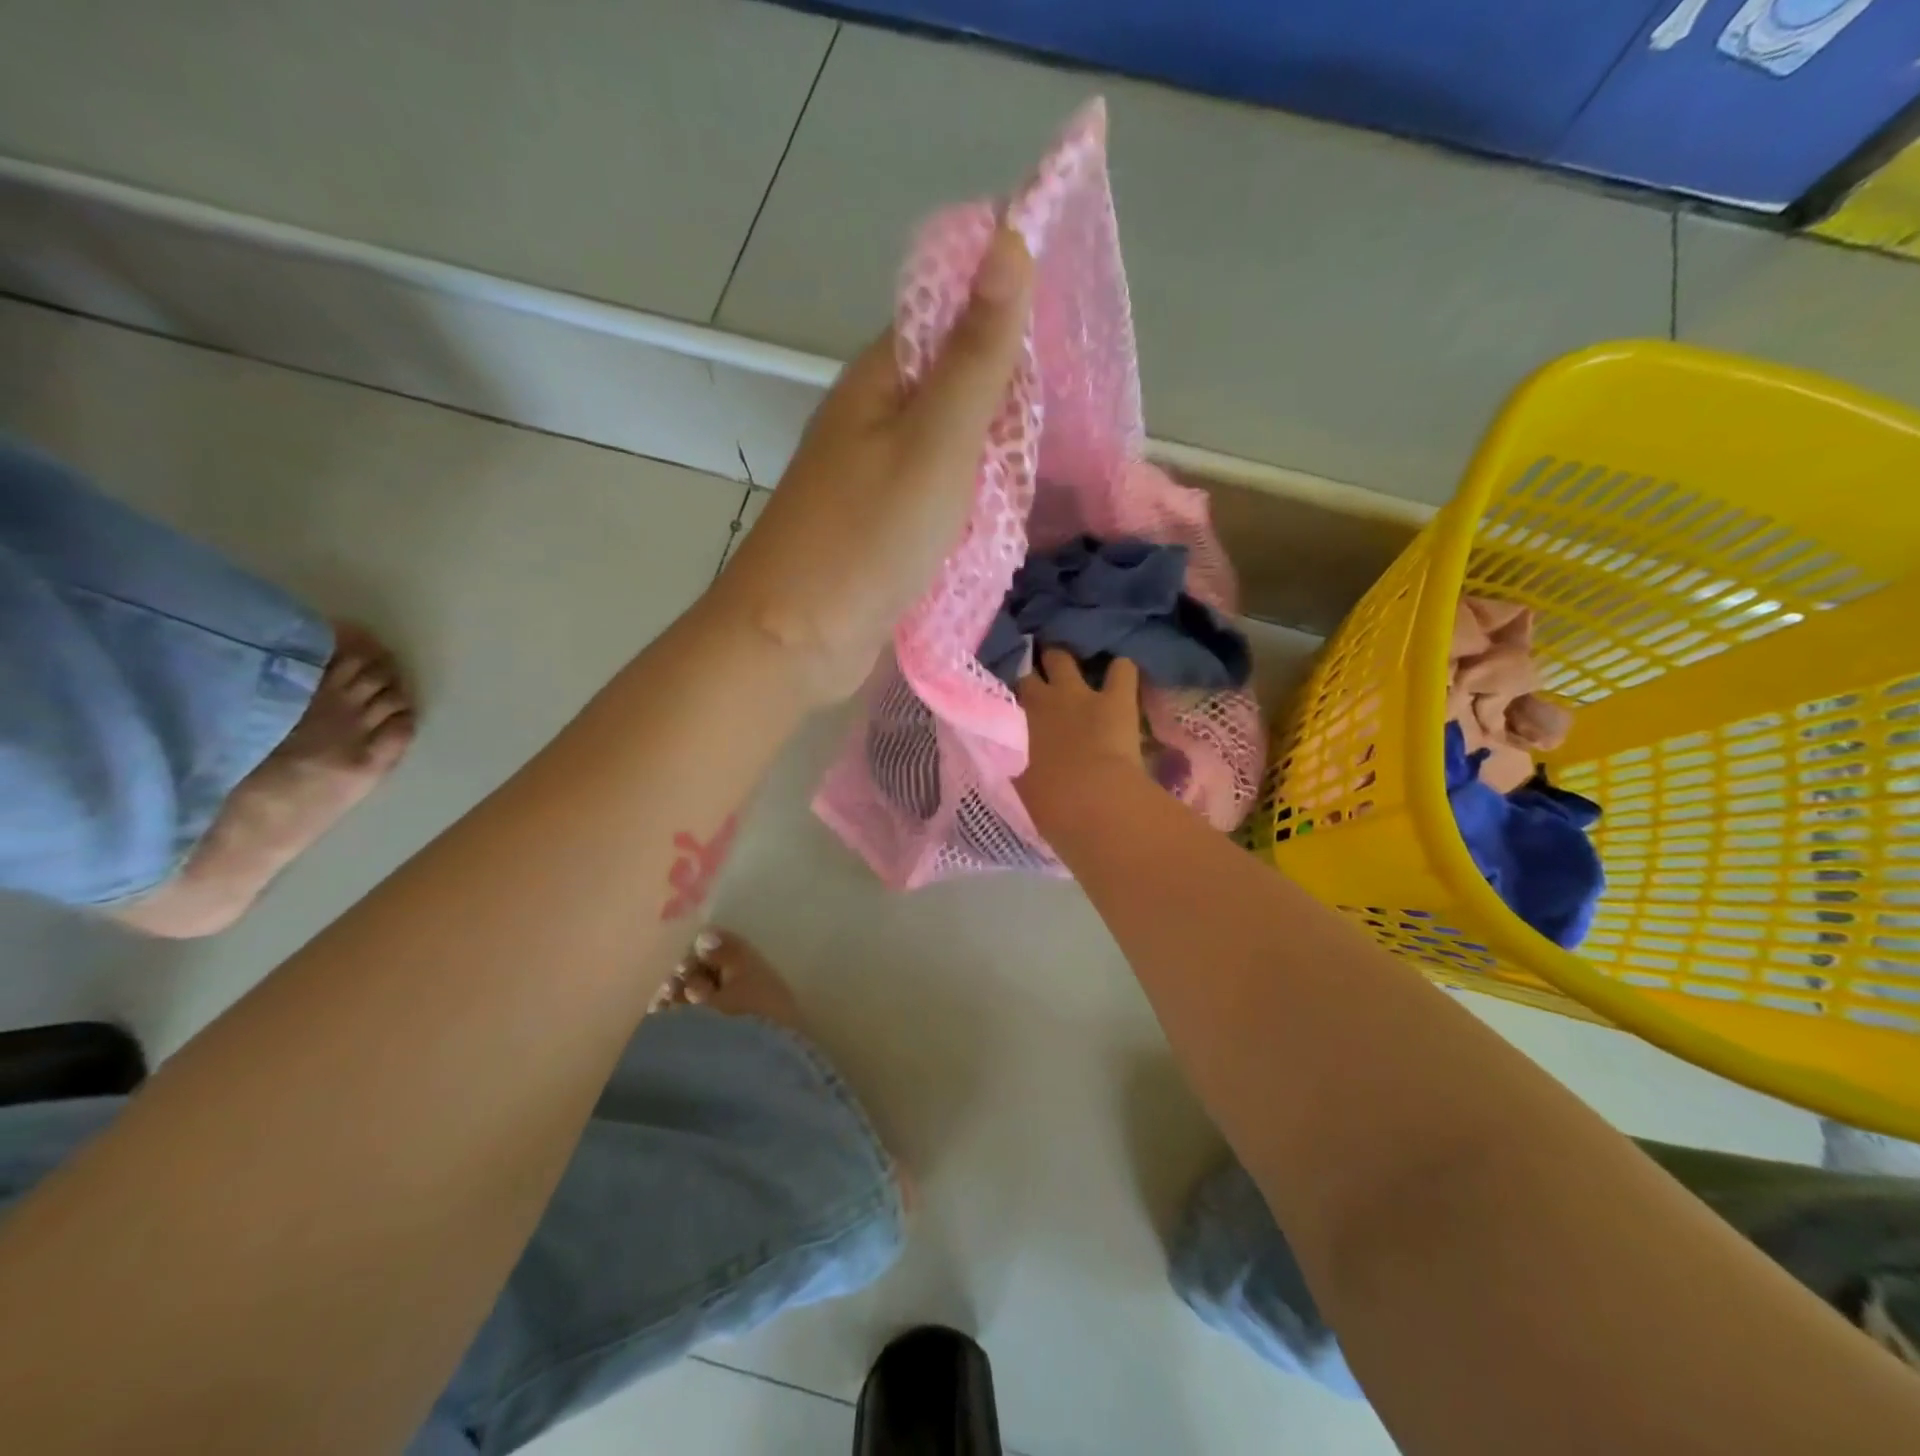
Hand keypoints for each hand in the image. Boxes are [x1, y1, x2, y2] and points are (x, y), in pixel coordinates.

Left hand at [713, 225, 1033, 704]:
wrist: (796, 640)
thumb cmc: (866, 538)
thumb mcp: (935, 442)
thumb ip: (977, 356)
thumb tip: (1010, 238)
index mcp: (881, 380)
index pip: (953, 317)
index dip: (1011, 319)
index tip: (1073, 344)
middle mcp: (877, 419)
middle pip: (959, 387)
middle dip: (1013, 402)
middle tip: (1075, 423)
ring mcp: (879, 479)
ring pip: (956, 450)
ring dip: (999, 460)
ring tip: (1055, 471)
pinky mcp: (886, 530)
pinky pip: (944, 500)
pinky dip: (977, 505)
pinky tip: (1010, 516)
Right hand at [1014, 649, 1145, 831]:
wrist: (1093, 801)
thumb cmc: (1051, 803)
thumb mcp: (1021, 785)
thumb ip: (1016, 766)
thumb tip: (1013, 761)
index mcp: (1018, 721)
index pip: (1008, 693)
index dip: (1014, 693)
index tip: (1016, 699)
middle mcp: (1045, 699)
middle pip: (1034, 671)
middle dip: (1041, 669)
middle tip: (1046, 681)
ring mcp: (1081, 694)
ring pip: (1068, 660)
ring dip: (1071, 663)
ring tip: (1077, 670)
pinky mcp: (1118, 699)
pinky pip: (1122, 669)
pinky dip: (1120, 671)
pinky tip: (1121, 676)